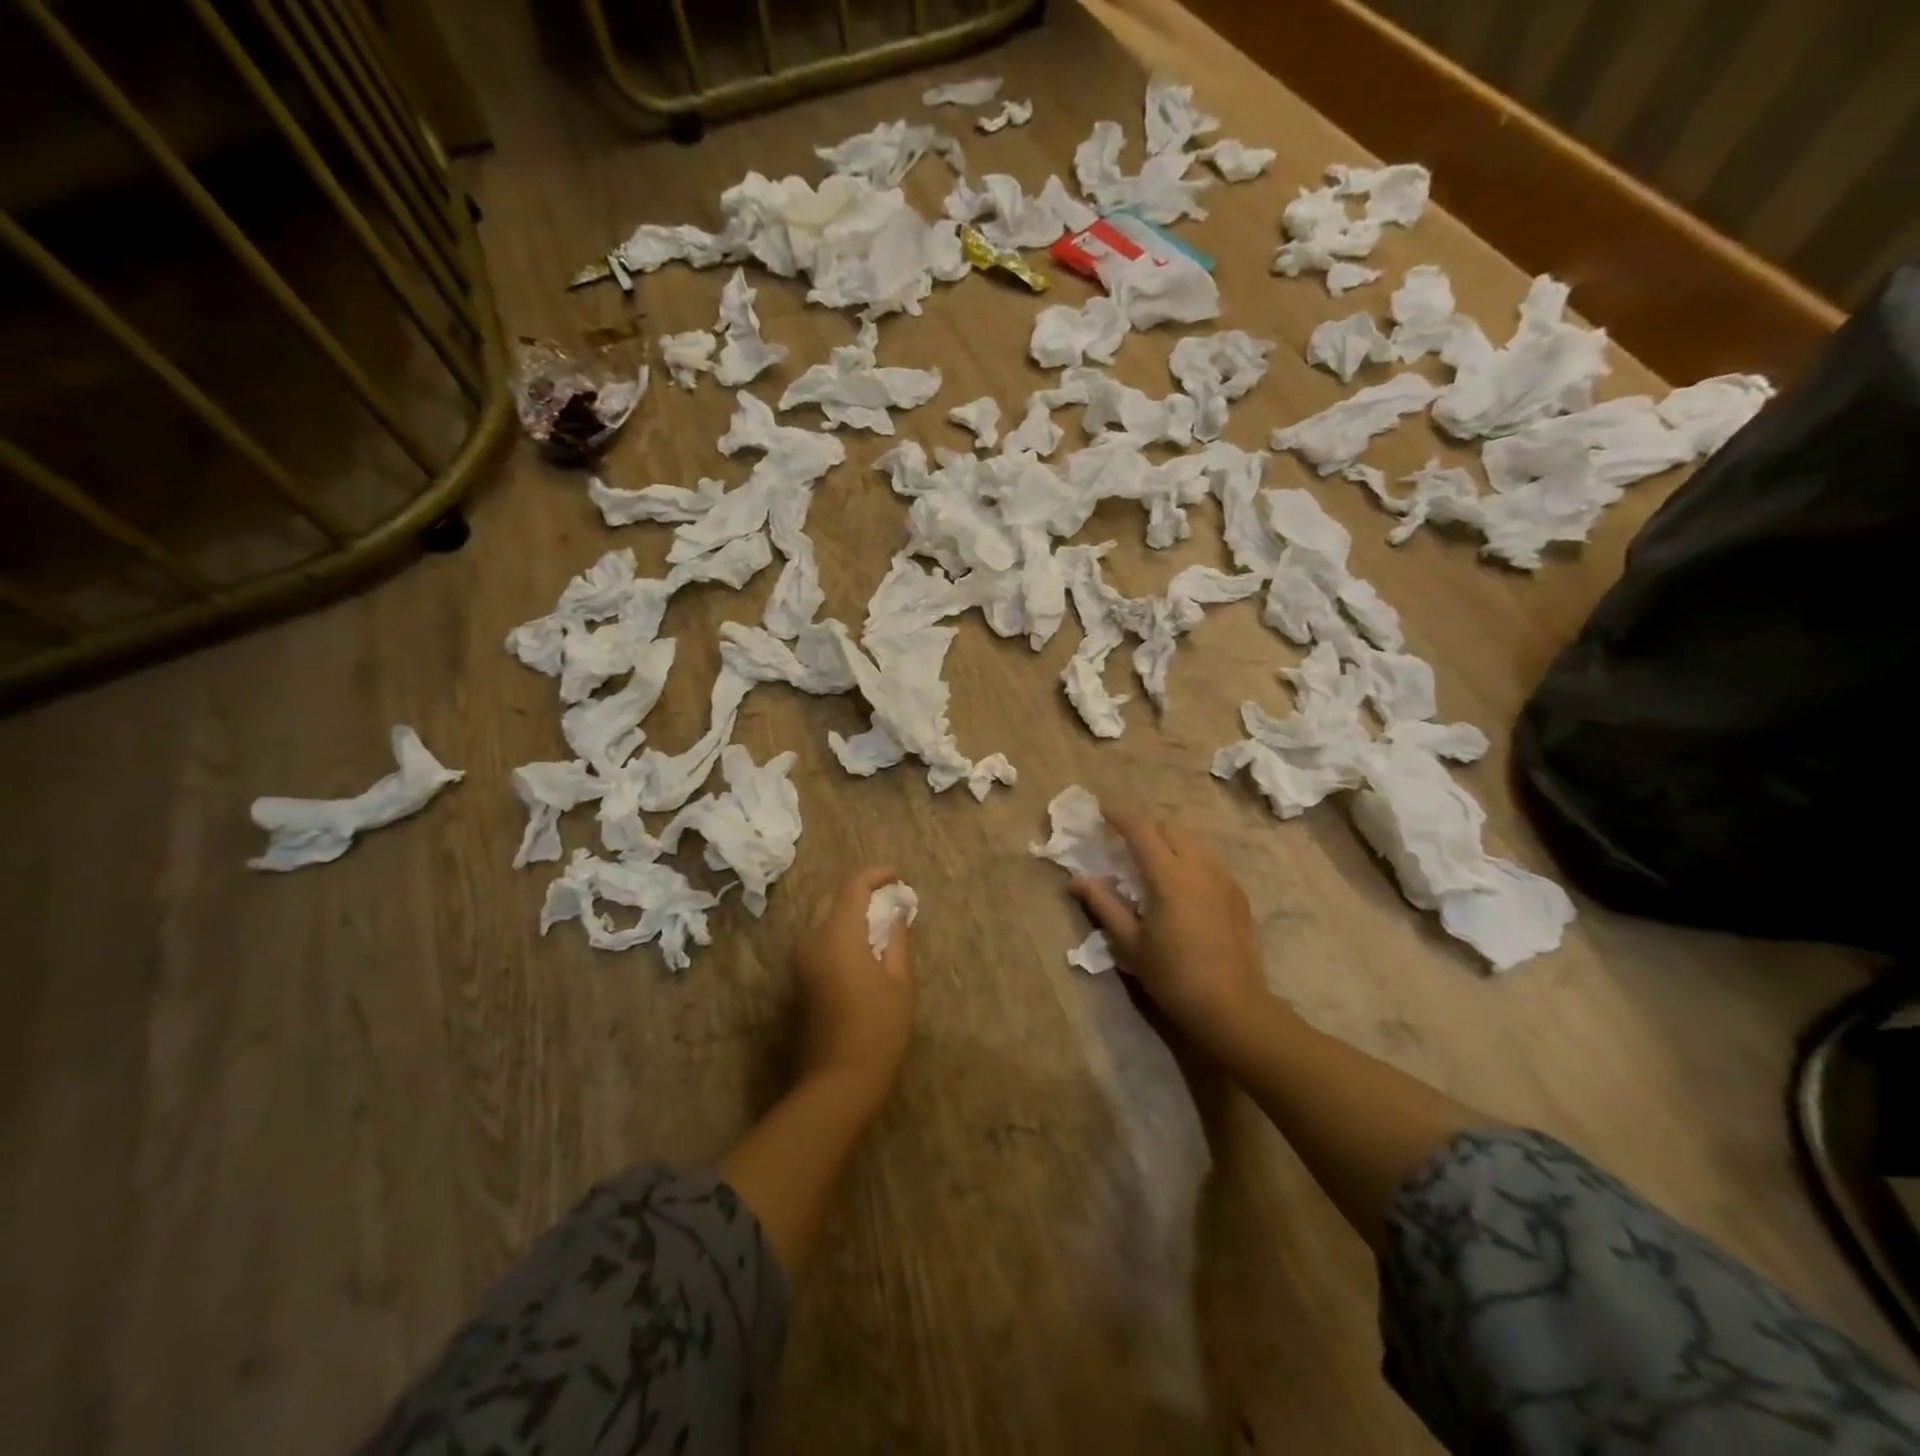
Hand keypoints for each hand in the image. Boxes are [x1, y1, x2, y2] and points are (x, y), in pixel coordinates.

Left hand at [793, 866, 914, 1111]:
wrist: (838, 1080)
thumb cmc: (878, 1029)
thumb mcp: (900, 982)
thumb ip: (898, 939)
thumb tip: (898, 911)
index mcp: (837, 936)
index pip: (853, 887)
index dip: (875, 875)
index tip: (898, 874)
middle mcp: (812, 940)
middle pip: (831, 897)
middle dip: (858, 888)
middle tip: (888, 892)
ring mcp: (801, 960)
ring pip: (820, 916)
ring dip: (846, 907)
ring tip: (878, 914)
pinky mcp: (800, 977)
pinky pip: (816, 936)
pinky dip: (837, 926)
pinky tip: (861, 939)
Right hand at [1069, 806, 1269, 1052]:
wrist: (1233, 1007)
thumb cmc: (1174, 976)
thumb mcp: (1131, 943)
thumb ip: (1104, 905)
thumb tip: (1076, 880)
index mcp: (1168, 876)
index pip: (1141, 829)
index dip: (1119, 815)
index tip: (1102, 810)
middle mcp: (1199, 866)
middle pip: (1169, 826)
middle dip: (1144, 825)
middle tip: (1123, 839)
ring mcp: (1223, 878)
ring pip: (1192, 840)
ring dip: (1168, 838)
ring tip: (1151, 857)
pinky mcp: (1237, 893)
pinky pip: (1209, 859)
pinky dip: (1189, 856)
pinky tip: (1181, 881)